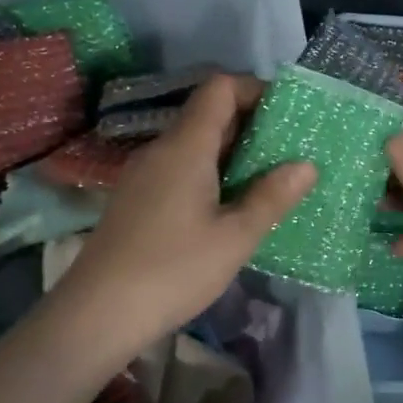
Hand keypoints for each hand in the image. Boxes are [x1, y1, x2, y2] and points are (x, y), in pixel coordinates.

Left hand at [49, 74, 314, 362]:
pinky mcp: (136, 200)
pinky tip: (229, 208)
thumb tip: (306, 165)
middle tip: (290, 153)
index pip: (220, 88)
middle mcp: (161, 150)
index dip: (256, 90)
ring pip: (194, 145)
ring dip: (233, 153)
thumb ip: (272, 197)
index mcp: (185, 146)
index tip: (288, 117)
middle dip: (252, 125)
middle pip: (208, 114)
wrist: (96, 315)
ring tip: (268, 181)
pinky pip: (180, 169)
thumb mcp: (235, 237)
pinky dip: (211, 174)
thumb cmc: (173, 270)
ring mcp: (143, 175)